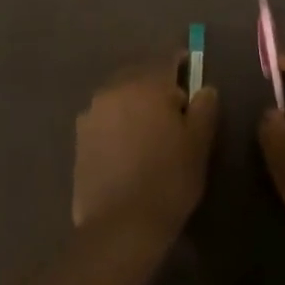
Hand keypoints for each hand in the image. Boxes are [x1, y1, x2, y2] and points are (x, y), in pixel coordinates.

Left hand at [73, 63, 218, 241]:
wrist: (120, 226)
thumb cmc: (168, 180)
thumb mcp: (199, 144)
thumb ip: (204, 108)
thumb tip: (204, 89)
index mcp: (146, 85)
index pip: (166, 59)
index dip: (181, 61)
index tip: (191, 68)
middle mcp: (114, 90)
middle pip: (139, 74)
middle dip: (156, 82)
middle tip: (174, 104)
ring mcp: (92, 113)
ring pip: (119, 94)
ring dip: (135, 101)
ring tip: (150, 126)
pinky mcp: (79, 136)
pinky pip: (105, 116)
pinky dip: (118, 120)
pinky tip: (128, 144)